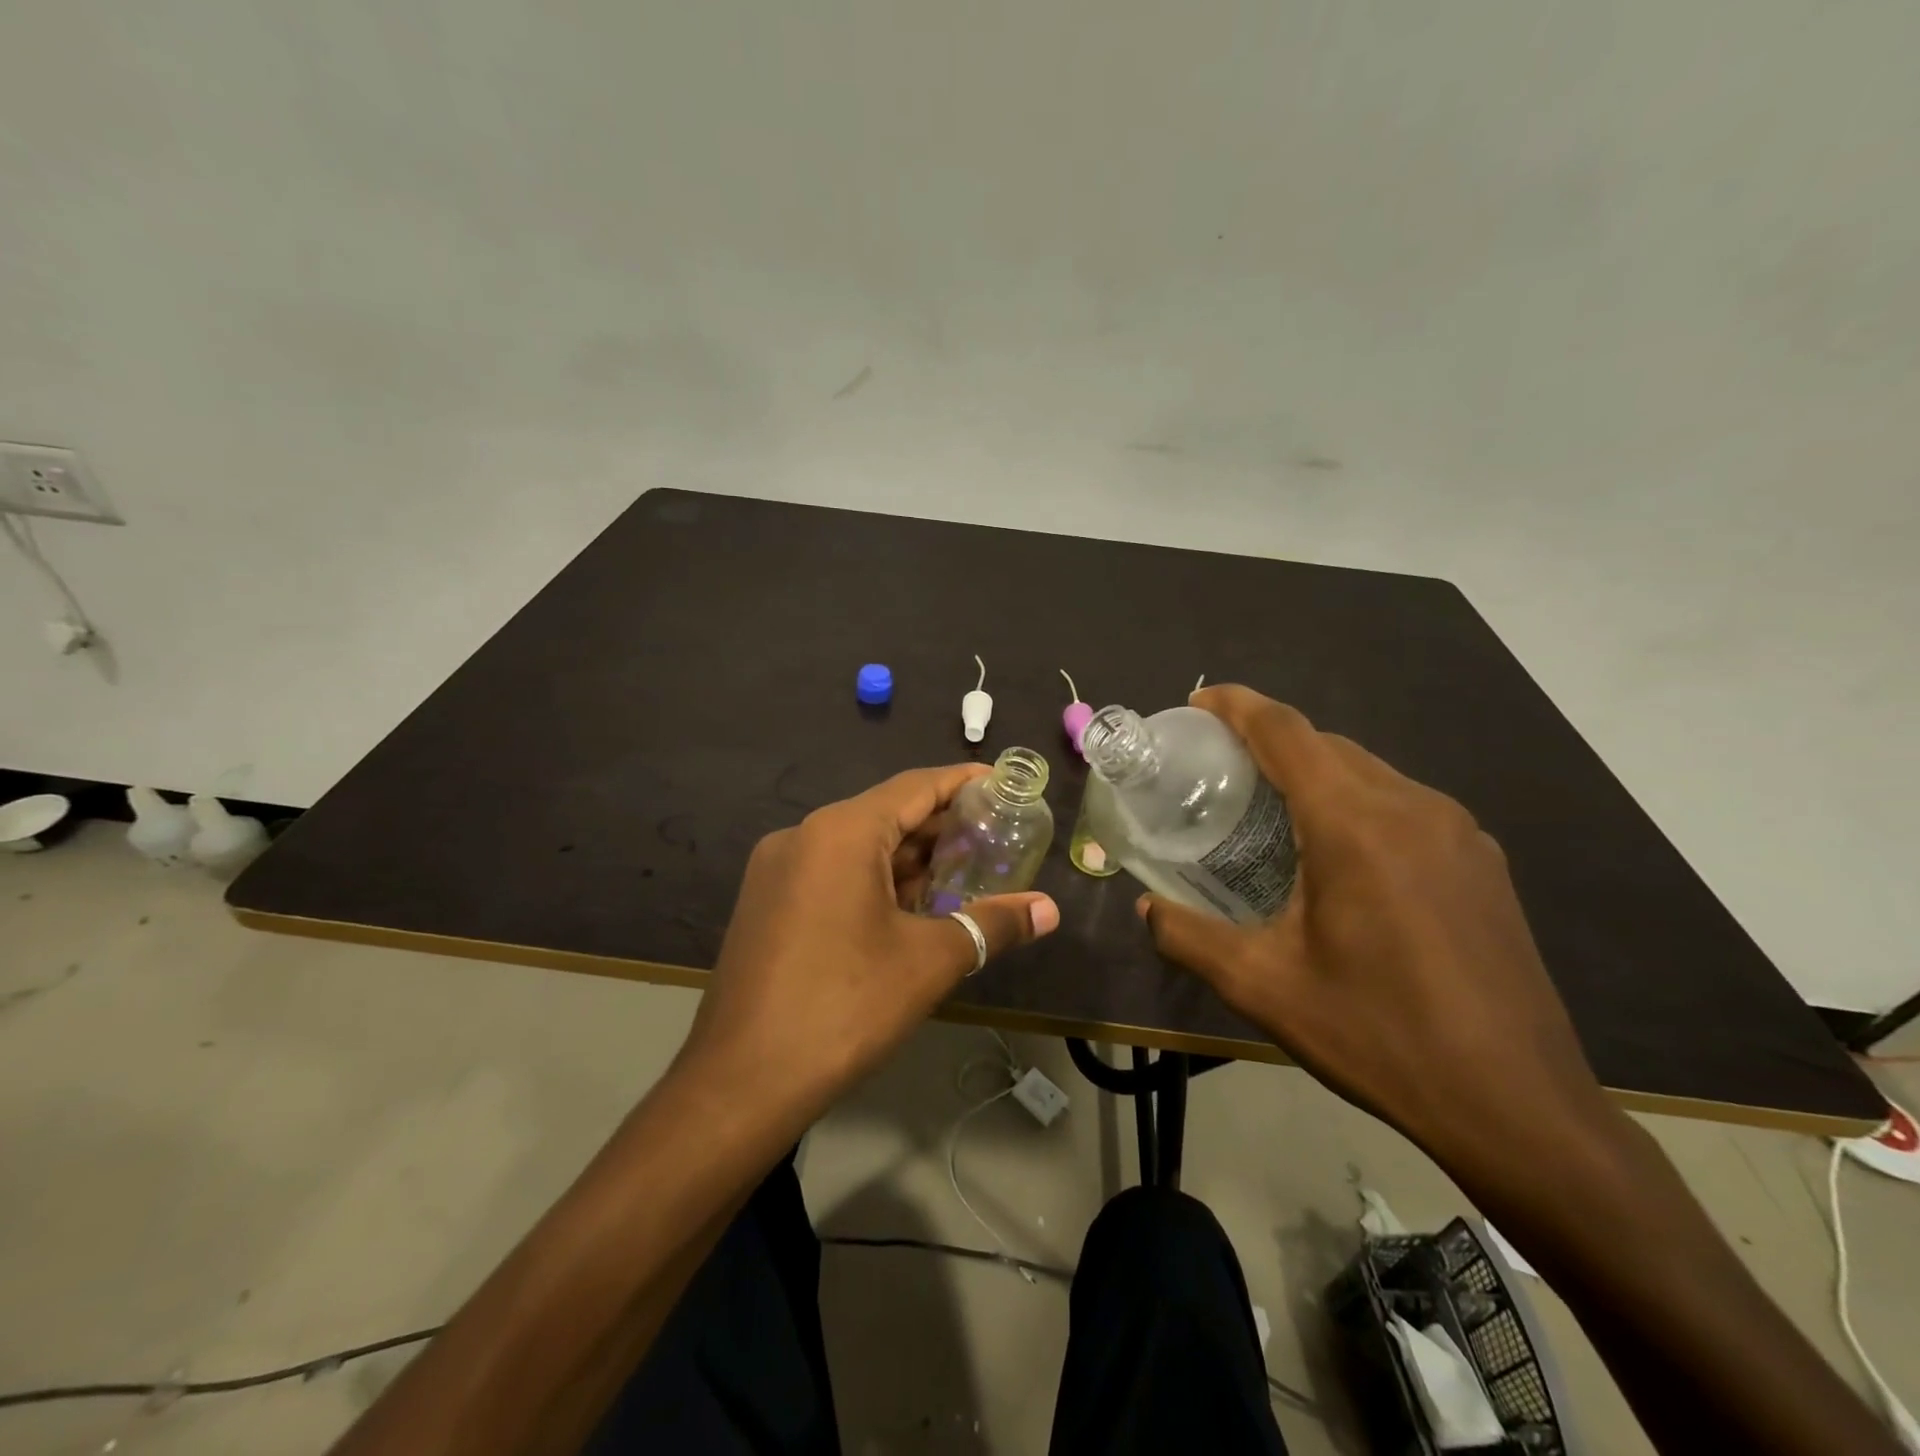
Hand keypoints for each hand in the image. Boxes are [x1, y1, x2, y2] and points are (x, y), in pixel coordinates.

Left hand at [676, 764, 1059, 1131]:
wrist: (740, 1083)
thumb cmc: (843, 1007)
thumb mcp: (929, 962)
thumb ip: (993, 925)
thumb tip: (1049, 910)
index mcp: (841, 832)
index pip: (915, 787)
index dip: (962, 783)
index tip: (1002, 785)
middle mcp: (803, 836)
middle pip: (885, 814)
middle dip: (940, 826)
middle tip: (994, 837)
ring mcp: (777, 870)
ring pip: (857, 847)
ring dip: (908, 858)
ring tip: (962, 872)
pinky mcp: (767, 904)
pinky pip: (832, 873)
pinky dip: (874, 881)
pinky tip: (910, 907)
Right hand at [1139, 686, 1612, 1170]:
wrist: (1517, 1106)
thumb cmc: (1377, 1036)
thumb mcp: (1263, 987)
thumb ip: (1189, 937)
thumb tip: (1146, 909)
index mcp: (1354, 824)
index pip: (1286, 731)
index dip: (1237, 706)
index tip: (1197, 702)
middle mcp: (1412, 807)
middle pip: (1327, 744)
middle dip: (1269, 740)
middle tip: (1219, 767)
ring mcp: (1458, 831)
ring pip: (1368, 771)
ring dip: (1314, 772)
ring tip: (1270, 807)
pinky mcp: (1482, 861)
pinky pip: (1403, 802)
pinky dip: (1355, 801)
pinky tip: (1338, 852)